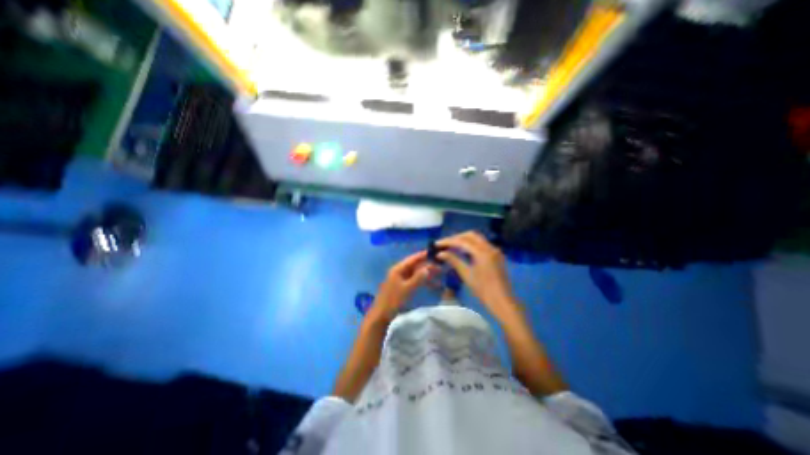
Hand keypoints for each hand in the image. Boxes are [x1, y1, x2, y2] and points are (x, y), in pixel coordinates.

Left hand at [366, 250, 433, 325]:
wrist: (381, 315)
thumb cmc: (393, 300)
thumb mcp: (407, 289)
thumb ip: (417, 278)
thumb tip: (427, 268)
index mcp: (398, 269)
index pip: (412, 259)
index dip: (422, 255)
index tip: (433, 252)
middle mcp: (399, 272)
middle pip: (415, 266)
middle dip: (427, 266)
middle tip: (440, 266)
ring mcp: (400, 279)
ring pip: (415, 273)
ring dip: (426, 274)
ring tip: (439, 274)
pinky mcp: (402, 287)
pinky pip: (414, 281)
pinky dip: (423, 281)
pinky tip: (432, 285)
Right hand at [441, 232, 521, 320]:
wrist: (502, 301)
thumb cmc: (483, 290)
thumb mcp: (466, 274)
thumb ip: (453, 260)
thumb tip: (440, 253)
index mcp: (482, 252)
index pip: (462, 241)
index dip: (448, 241)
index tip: (437, 244)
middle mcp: (490, 247)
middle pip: (470, 235)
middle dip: (456, 237)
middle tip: (445, 244)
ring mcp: (494, 250)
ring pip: (477, 238)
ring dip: (464, 240)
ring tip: (451, 246)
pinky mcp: (496, 255)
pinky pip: (482, 244)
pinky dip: (471, 245)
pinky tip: (463, 251)